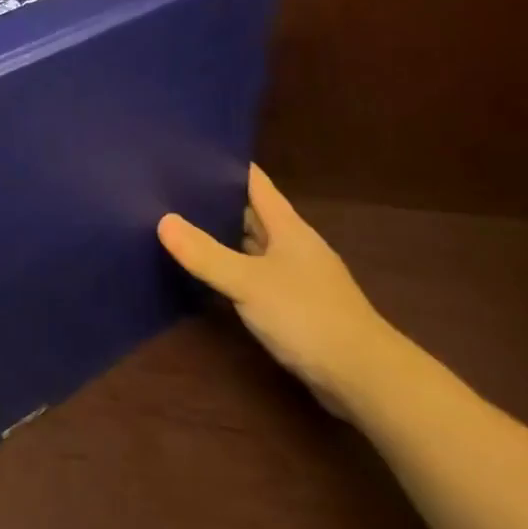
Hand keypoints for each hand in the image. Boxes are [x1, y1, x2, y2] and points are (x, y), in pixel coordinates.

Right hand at [159, 164, 396, 417]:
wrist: (364, 377)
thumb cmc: (308, 316)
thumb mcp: (249, 282)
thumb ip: (206, 254)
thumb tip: (164, 220)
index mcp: (289, 228)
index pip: (257, 184)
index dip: (229, 166)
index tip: (192, 152)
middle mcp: (294, 246)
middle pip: (254, 213)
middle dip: (218, 200)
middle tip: (172, 189)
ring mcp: (298, 277)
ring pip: (255, 245)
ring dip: (225, 236)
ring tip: (182, 225)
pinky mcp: (296, 306)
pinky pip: (257, 275)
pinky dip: (234, 269)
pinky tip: (210, 275)